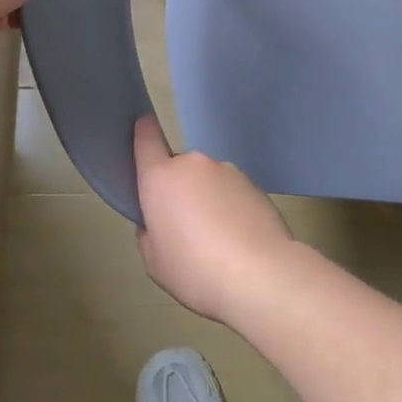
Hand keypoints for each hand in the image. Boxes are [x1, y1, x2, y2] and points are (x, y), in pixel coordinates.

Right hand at [133, 117, 298, 324]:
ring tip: (218, 240)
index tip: (142, 128)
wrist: (260, 274)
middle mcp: (193, 164)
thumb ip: (150, 232)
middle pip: (179, 169)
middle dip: (179, 191)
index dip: (142, 132)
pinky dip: (231, 208)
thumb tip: (161, 221)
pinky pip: (232, 192)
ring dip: (208, 200)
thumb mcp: (155, 261)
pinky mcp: (254, 184)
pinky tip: (239, 240)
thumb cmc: (195, 269)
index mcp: (161, 178)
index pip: (146, 139)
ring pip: (208, 181)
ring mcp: (227, 170)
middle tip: (185, 228)